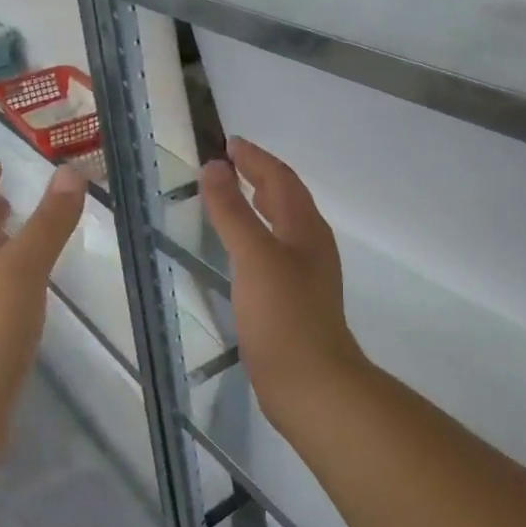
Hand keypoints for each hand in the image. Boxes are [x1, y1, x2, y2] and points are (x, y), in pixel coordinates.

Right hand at [200, 138, 365, 429]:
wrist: (310, 383)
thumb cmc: (282, 314)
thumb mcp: (254, 256)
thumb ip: (232, 211)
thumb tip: (215, 167)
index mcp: (305, 228)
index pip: (280, 178)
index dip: (255, 158)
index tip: (228, 143)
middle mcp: (310, 245)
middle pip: (286, 198)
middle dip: (259, 176)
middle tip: (228, 164)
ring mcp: (305, 274)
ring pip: (282, 225)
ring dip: (259, 204)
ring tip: (234, 196)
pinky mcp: (294, 299)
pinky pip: (274, 250)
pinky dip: (256, 235)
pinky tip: (242, 250)